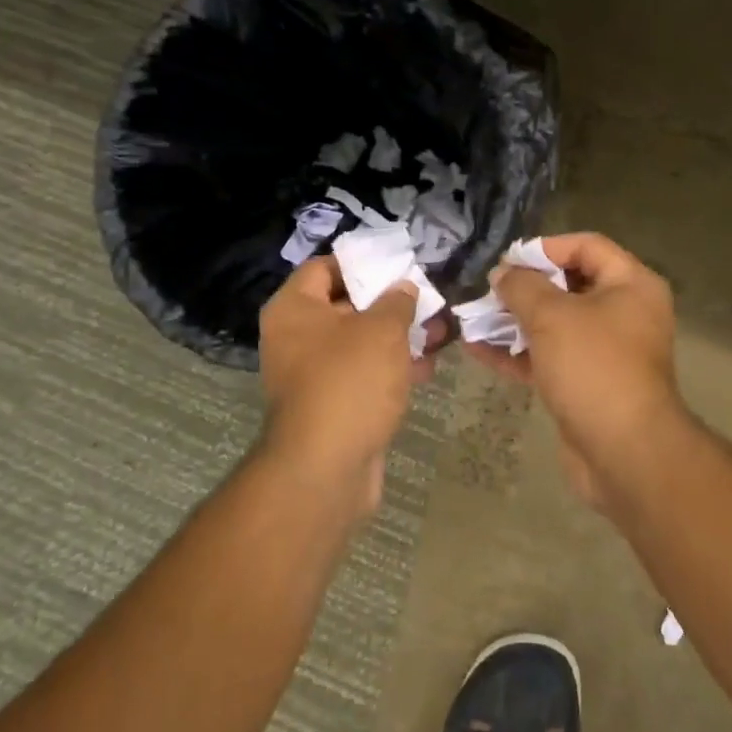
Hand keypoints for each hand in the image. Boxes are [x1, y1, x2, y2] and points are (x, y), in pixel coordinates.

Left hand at [257, 257, 441, 511]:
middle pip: (345, 305)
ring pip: (359, 343)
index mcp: (294, 309)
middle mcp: (295, 337)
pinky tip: (425, 368)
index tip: (398, 264)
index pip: (324, 267)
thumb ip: (397, 301)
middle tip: (426, 299)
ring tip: (438, 333)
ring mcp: (312, 374)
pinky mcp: (332, 404)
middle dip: (389, 303)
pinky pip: (362, 375)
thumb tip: (403, 288)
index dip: (361, 262)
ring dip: (396, 337)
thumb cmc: (349, 382)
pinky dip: (390, 369)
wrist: (325, 469)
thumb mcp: (381, 330)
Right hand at [464, 233, 688, 507]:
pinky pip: (550, 357)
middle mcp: (624, 312)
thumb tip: (503, 273)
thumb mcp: (552, 316)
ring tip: (474, 317)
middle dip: (525, 287)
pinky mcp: (587, 384)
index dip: (545, 248)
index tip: (507, 260)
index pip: (587, 246)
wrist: (624, 452)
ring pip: (556, 324)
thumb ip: (522, 286)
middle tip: (488, 289)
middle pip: (569, 285)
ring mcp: (606, 351)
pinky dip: (518, 353)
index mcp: (631, 285)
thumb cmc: (593, 366)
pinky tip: (478, 350)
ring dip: (515, 321)